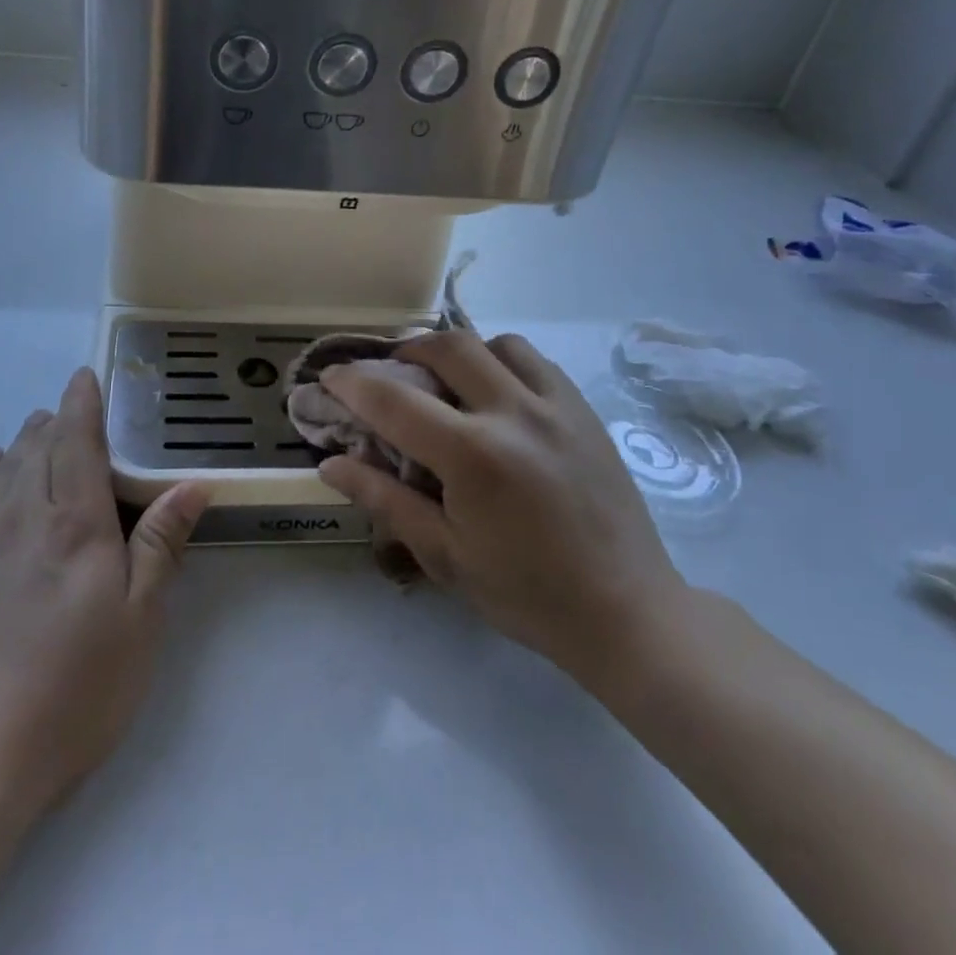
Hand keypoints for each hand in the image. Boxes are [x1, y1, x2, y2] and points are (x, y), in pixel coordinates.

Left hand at [0, 368, 210, 819]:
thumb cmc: (69, 695)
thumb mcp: (137, 625)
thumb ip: (160, 545)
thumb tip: (191, 485)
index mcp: (73, 524)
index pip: (77, 442)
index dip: (82, 404)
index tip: (84, 376)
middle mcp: (17, 517)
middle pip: (36, 449)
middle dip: (53, 422)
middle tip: (66, 412)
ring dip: (20, 444)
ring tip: (33, 433)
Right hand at [317, 333, 684, 693]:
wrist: (625, 611)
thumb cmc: (526, 593)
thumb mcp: (444, 555)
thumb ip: (385, 500)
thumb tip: (330, 464)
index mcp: (474, 456)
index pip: (395, 401)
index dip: (352, 383)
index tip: (330, 376)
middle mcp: (515, 413)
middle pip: (447, 347)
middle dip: (406, 351)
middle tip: (389, 373)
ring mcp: (556, 406)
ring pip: (495, 343)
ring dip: (459, 353)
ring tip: (447, 381)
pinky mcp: (584, 410)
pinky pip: (535, 361)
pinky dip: (502, 362)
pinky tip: (497, 395)